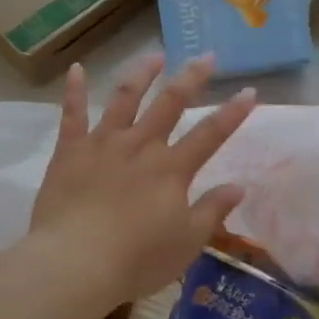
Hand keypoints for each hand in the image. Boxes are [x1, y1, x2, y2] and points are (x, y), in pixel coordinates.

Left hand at [31, 53, 256, 308]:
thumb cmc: (137, 259)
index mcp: (172, 169)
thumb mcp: (187, 243)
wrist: (75, 263)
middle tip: (206, 56)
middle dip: (191, 78)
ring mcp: (103, 143)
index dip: (233, 112)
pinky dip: (74, 90)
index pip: (210, 134)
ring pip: (125, 98)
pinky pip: (72, 114)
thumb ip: (212, 211)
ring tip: (154, 56)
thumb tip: (238, 186)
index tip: (249, 90)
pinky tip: (76, 70)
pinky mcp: (70, 150)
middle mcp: (141, 146)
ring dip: (142, 74)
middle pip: (170, 104)